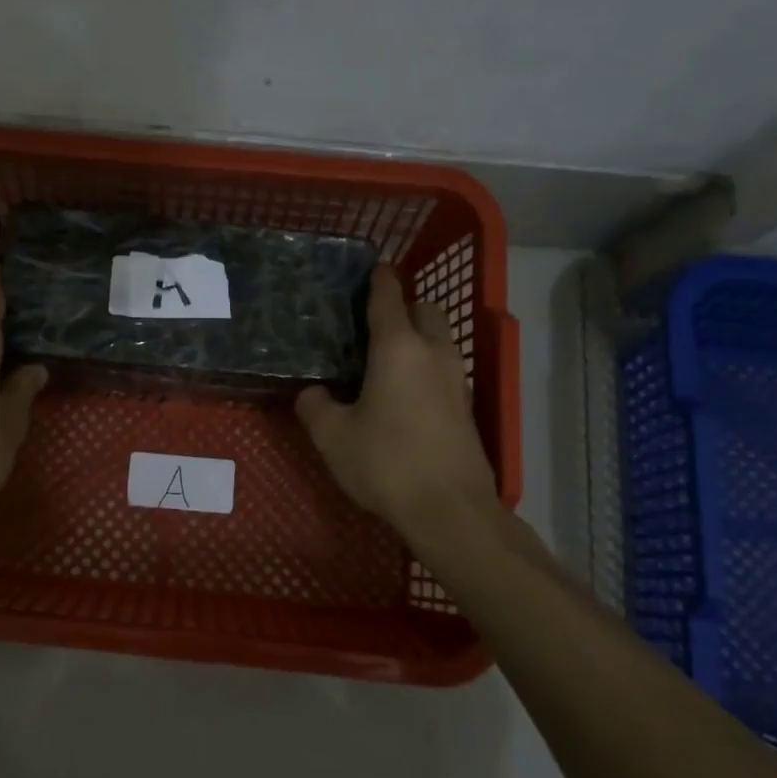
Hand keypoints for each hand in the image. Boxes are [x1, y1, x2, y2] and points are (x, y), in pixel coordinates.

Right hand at [296, 265, 502, 549]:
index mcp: (398, 347)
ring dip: (418, 338)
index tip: (371, 268)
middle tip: (372, 324)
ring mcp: (456, 380)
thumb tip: (311, 392)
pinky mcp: (465, 407)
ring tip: (384, 358)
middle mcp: (433, 353)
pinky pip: (444, 369)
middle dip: (404, 307)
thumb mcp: (332, 436)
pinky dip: (426, 366)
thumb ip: (315, 406)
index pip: (389, 297)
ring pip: (440, 340)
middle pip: (425, 311)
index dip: (379, 279)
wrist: (450, 509)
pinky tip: (402, 392)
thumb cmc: (386, 462)